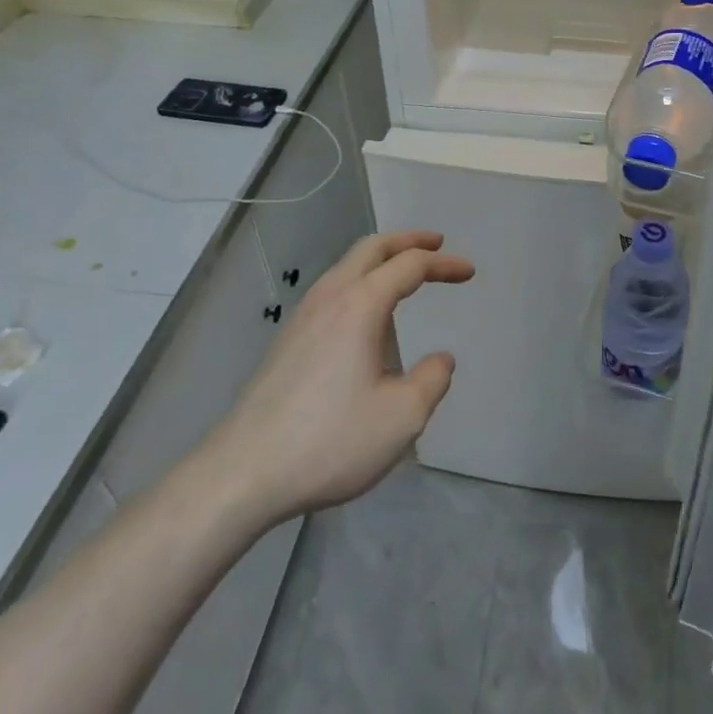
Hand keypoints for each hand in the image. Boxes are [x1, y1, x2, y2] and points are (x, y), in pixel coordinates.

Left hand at [200, 230, 472, 530]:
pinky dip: (360, 281)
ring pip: (346, 266)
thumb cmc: (330, 440)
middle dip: (408, 241)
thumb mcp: (402, 418)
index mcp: (360, 305)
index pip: (409, 266)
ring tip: (404, 274)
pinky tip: (366, 315)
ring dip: (380, 260)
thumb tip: (440, 360)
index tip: (469, 271)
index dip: (443, 264)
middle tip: (436, 244)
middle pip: (372, 248)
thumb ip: (432, 381)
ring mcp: (302, 317)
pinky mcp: (287, 340)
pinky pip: (332, 290)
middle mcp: (330, 298)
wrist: (243, 472)